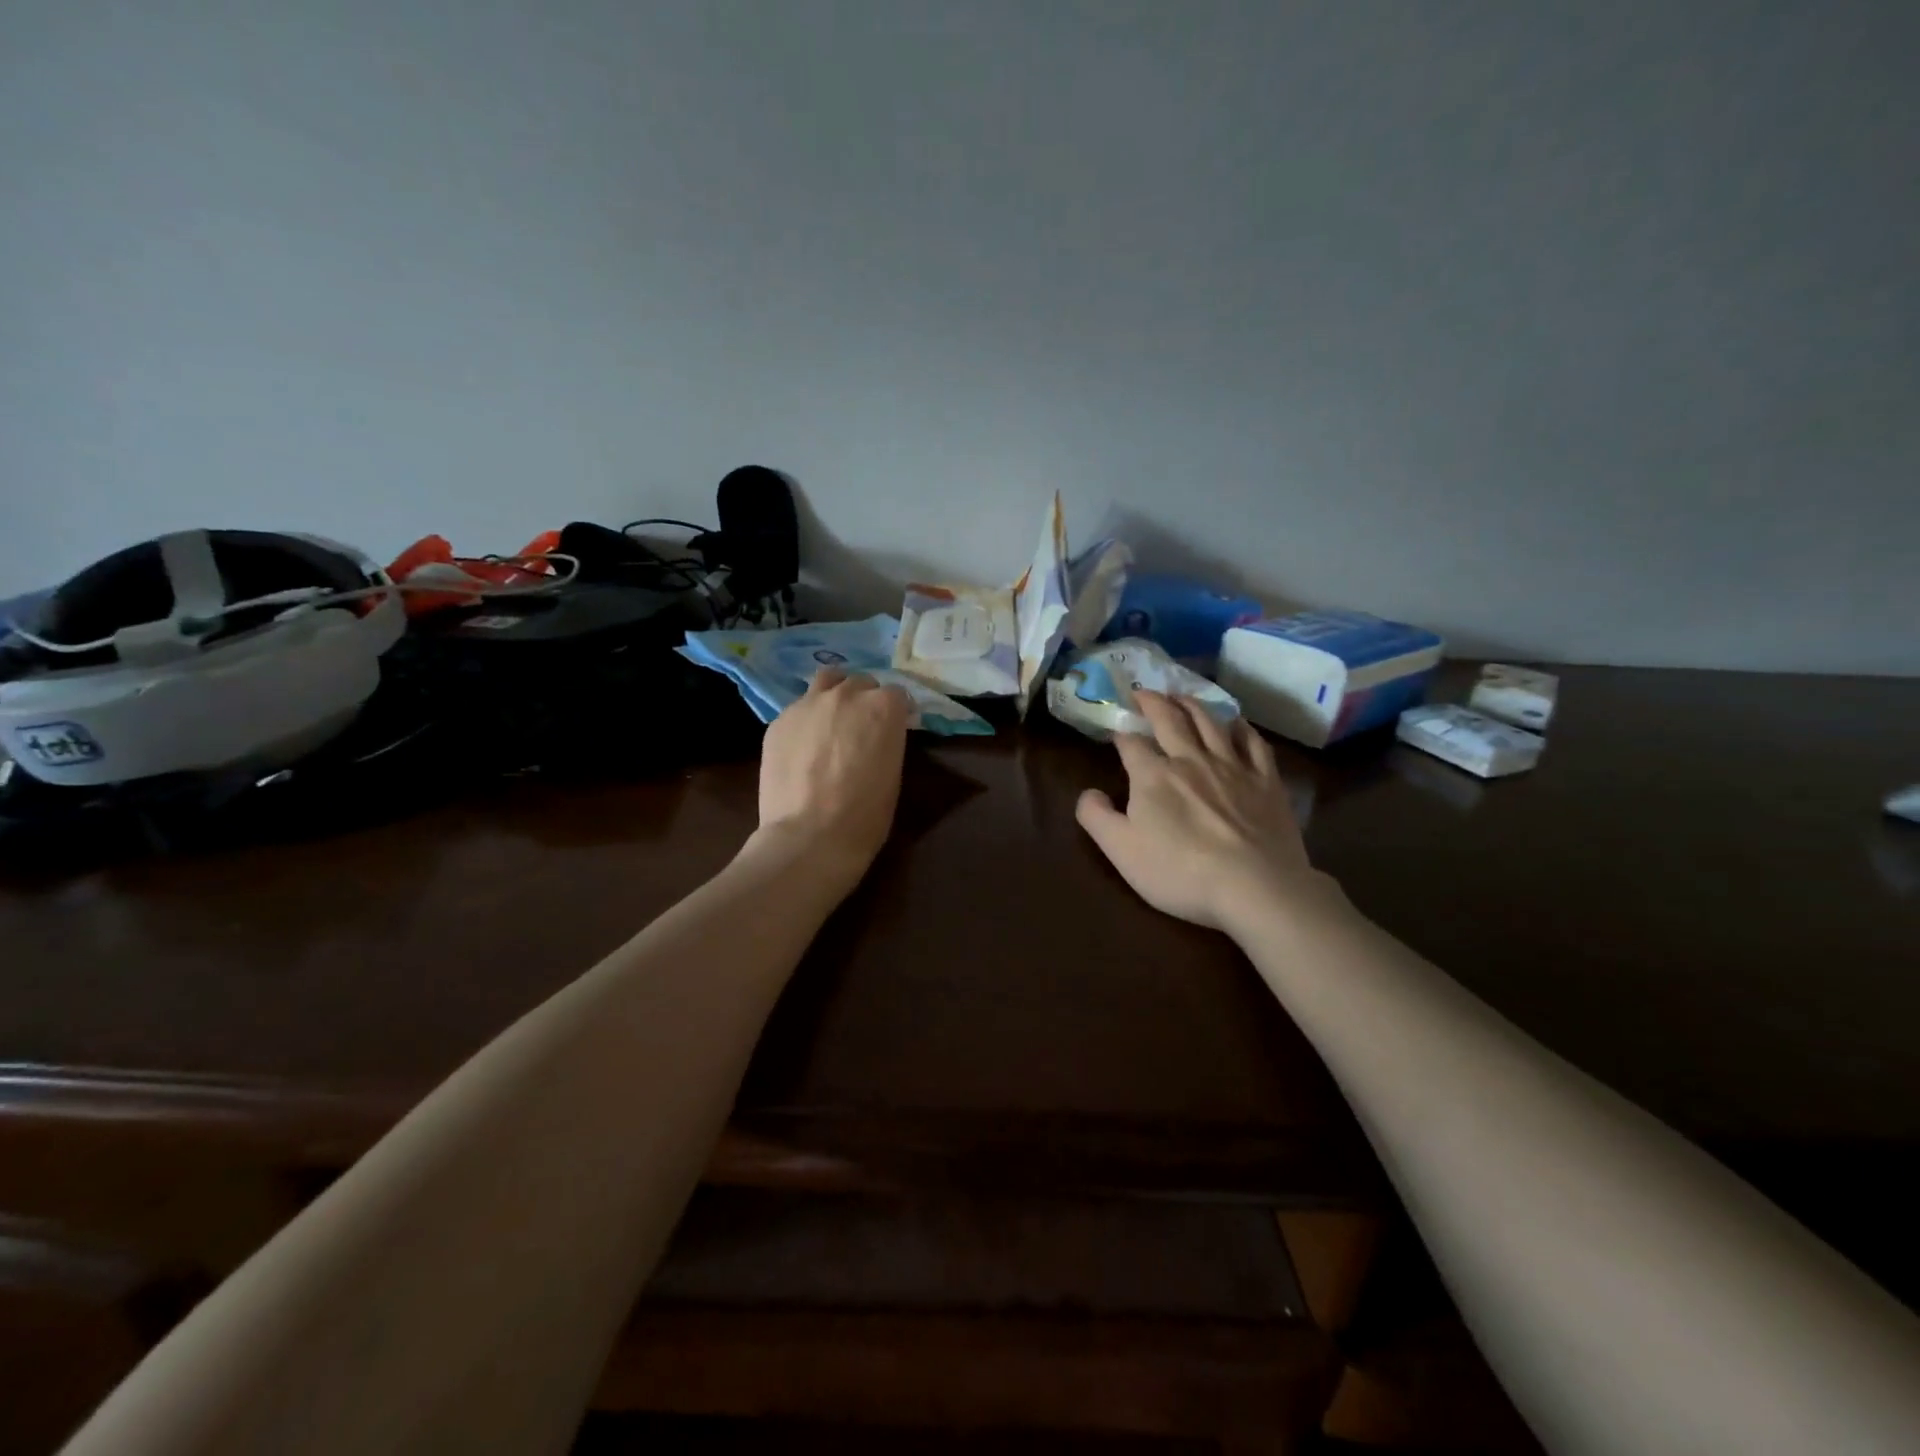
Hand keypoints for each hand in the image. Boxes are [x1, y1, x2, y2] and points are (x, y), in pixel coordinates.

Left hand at [754, 667, 910, 882]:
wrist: (810, 837)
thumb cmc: (864, 815)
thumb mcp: (893, 774)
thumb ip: (886, 741)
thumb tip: (877, 736)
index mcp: (883, 707)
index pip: (897, 694)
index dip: (896, 712)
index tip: (894, 729)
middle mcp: (846, 694)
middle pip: (861, 683)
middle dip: (864, 700)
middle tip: (861, 728)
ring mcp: (808, 703)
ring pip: (826, 682)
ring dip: (834, 694)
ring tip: (831, 721)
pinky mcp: (779, 720)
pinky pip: (798, 709)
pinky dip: (806, 720)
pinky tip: (803, 747)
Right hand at [1075, 691, 1337, 932]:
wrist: (1254, 886)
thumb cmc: (1180, 871)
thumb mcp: (1121, 851)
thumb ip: (1097, 817)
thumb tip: (1087, 792)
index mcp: (1153, 775)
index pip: (1131, 744)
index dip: (1120, 734)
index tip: (1115, 731)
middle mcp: (1191, 760)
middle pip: (1170, 720)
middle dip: (1153, 702)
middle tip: (1143, 691)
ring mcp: (1232, 767)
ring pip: (1210, 723)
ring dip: (1192, 704)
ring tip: (1182, 695)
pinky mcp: (1266, 781)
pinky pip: (1253, 743)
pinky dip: (1241, 728)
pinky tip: (1236, 723)